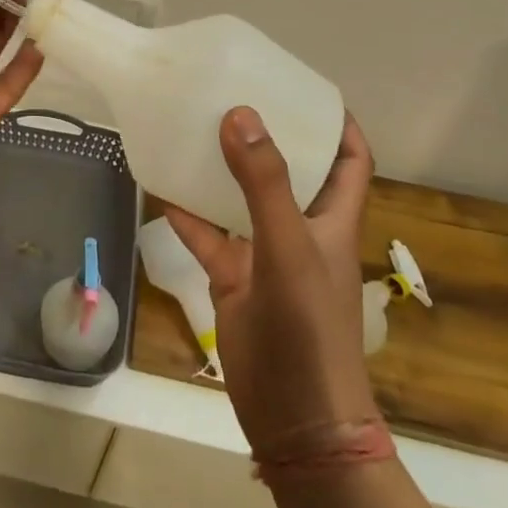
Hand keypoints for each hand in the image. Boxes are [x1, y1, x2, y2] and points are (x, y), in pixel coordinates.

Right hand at [160, 107, 378, 455]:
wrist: (295, 420)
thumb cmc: (308, 329)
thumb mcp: (289, 249)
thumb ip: (264, 184)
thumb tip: (240, 114)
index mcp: (333, 218)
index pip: (349, 158)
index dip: (336, 122)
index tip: (300, 87)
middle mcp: (302, 229)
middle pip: (289, 168)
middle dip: (266, 134)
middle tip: (231, 94)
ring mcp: (265, 253)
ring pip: (241, 198)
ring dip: (219, 168)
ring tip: (190, 125)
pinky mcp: (233, 278)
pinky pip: (206, 233)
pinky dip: (185, 212)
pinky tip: (158, 184)